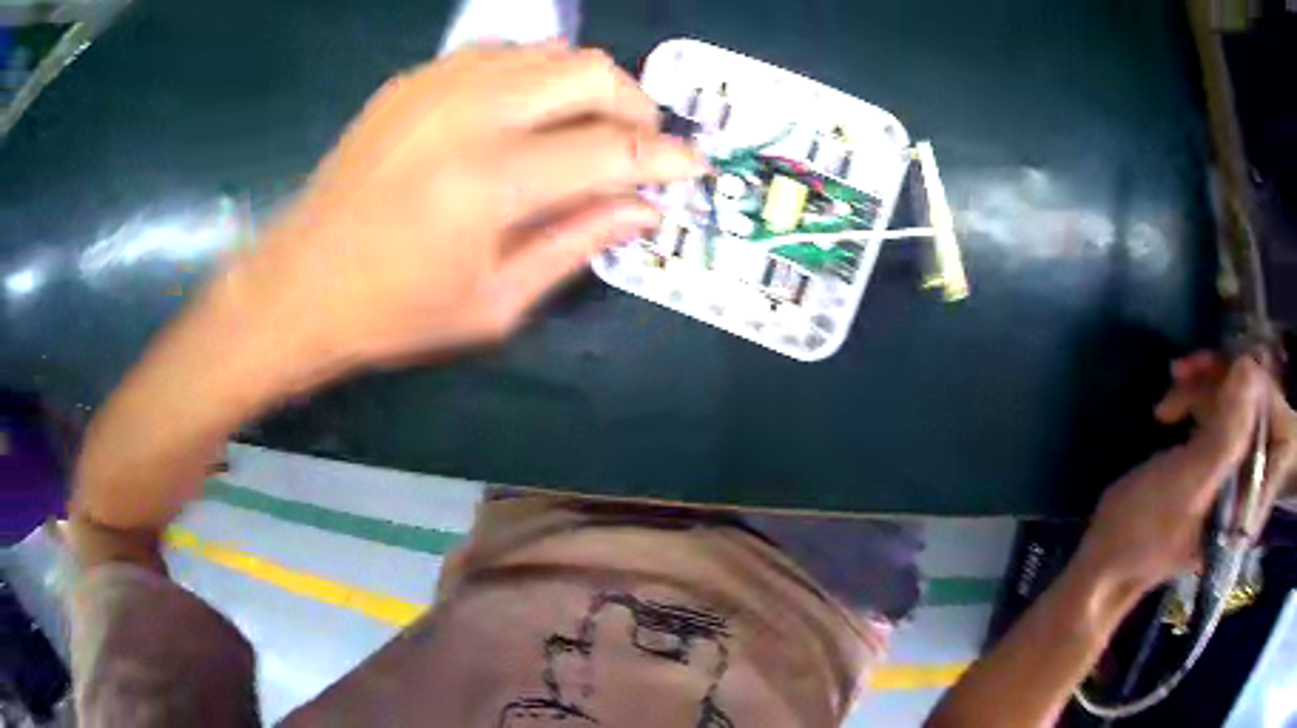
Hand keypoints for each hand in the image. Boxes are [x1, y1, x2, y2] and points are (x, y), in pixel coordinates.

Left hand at [233, 42, 704, 370]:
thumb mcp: (496, 302)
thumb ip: (577, 244)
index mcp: (491, 182)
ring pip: (549, 51)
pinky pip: (501, 54)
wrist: (300, 284)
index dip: (666, 157)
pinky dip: (534, 77)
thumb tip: (646, 209)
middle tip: (636, 145)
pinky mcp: (414, 80)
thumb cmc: (395, 311)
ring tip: (585, 130)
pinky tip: (525, 115)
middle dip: (635, 104)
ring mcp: (437, 86)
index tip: (693, 167)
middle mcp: (469, 113)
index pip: (612, 149)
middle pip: (590, 71)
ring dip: (586, 86)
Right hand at [1077, 355, 1296, 593]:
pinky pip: (1216, 419)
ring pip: (1232, 408)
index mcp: (1249, 497)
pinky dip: (1196, 403)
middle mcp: (1245, 485)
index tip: (1214, 367)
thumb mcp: (1188, 483)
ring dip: (1203, 389)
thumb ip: (1226, 434)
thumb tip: (1249, 367)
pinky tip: (1173, 406)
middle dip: (1219, 383)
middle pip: (1249, 409)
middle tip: (1183, 372)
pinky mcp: (1210, 469)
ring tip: (1171, 385)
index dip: (1245, 382)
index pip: (1264, 419)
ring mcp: (1228, 477)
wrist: (1104, 563)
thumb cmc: (1144, 529)